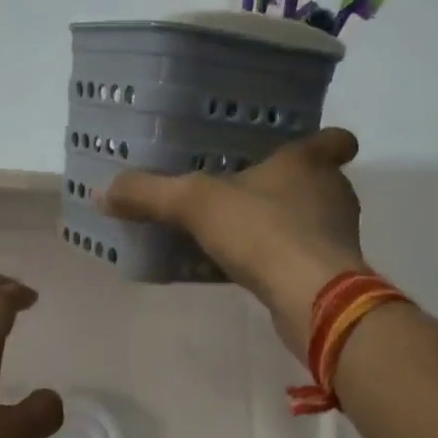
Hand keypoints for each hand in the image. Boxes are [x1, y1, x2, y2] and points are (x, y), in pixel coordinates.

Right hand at [101, 127, 367, 354]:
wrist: (311, 298)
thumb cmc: (262, 232)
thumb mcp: (194, 204)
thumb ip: (149, 194)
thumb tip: (101, 192)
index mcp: (308, 164)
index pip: (333, 139)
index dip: (324, 141)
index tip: (303, 147)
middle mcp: (332, 194)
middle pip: (320, 182)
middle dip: (290, 186)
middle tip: (250, 190)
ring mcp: (335, 237)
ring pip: (310, 222)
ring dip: (283, 225)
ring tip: (241, 232)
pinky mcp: (330, 275)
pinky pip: (300, 257)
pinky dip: (279, 260)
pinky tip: (246, 270)